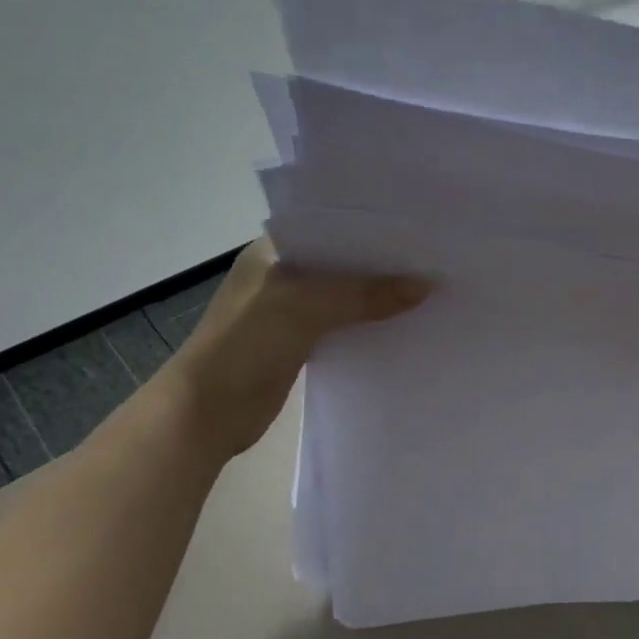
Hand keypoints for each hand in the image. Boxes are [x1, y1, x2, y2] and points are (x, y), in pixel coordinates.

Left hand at [177, 237, 432, 456]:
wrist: (205, 414)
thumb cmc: (247, 344)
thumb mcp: (307, 307)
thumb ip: (366, 294)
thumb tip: (429, 285)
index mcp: (273, 249)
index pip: (331, 225)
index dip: (372, 225)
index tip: (417, 226)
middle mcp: (282, 272)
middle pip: (342, 260)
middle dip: (382, 261)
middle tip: (433, 256)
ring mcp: (289, 308)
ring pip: (344, 293)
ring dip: (377, 294)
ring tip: (429, 286)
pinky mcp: (299, 341)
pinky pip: (343, 323)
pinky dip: (367, 322)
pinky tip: (402, 322)